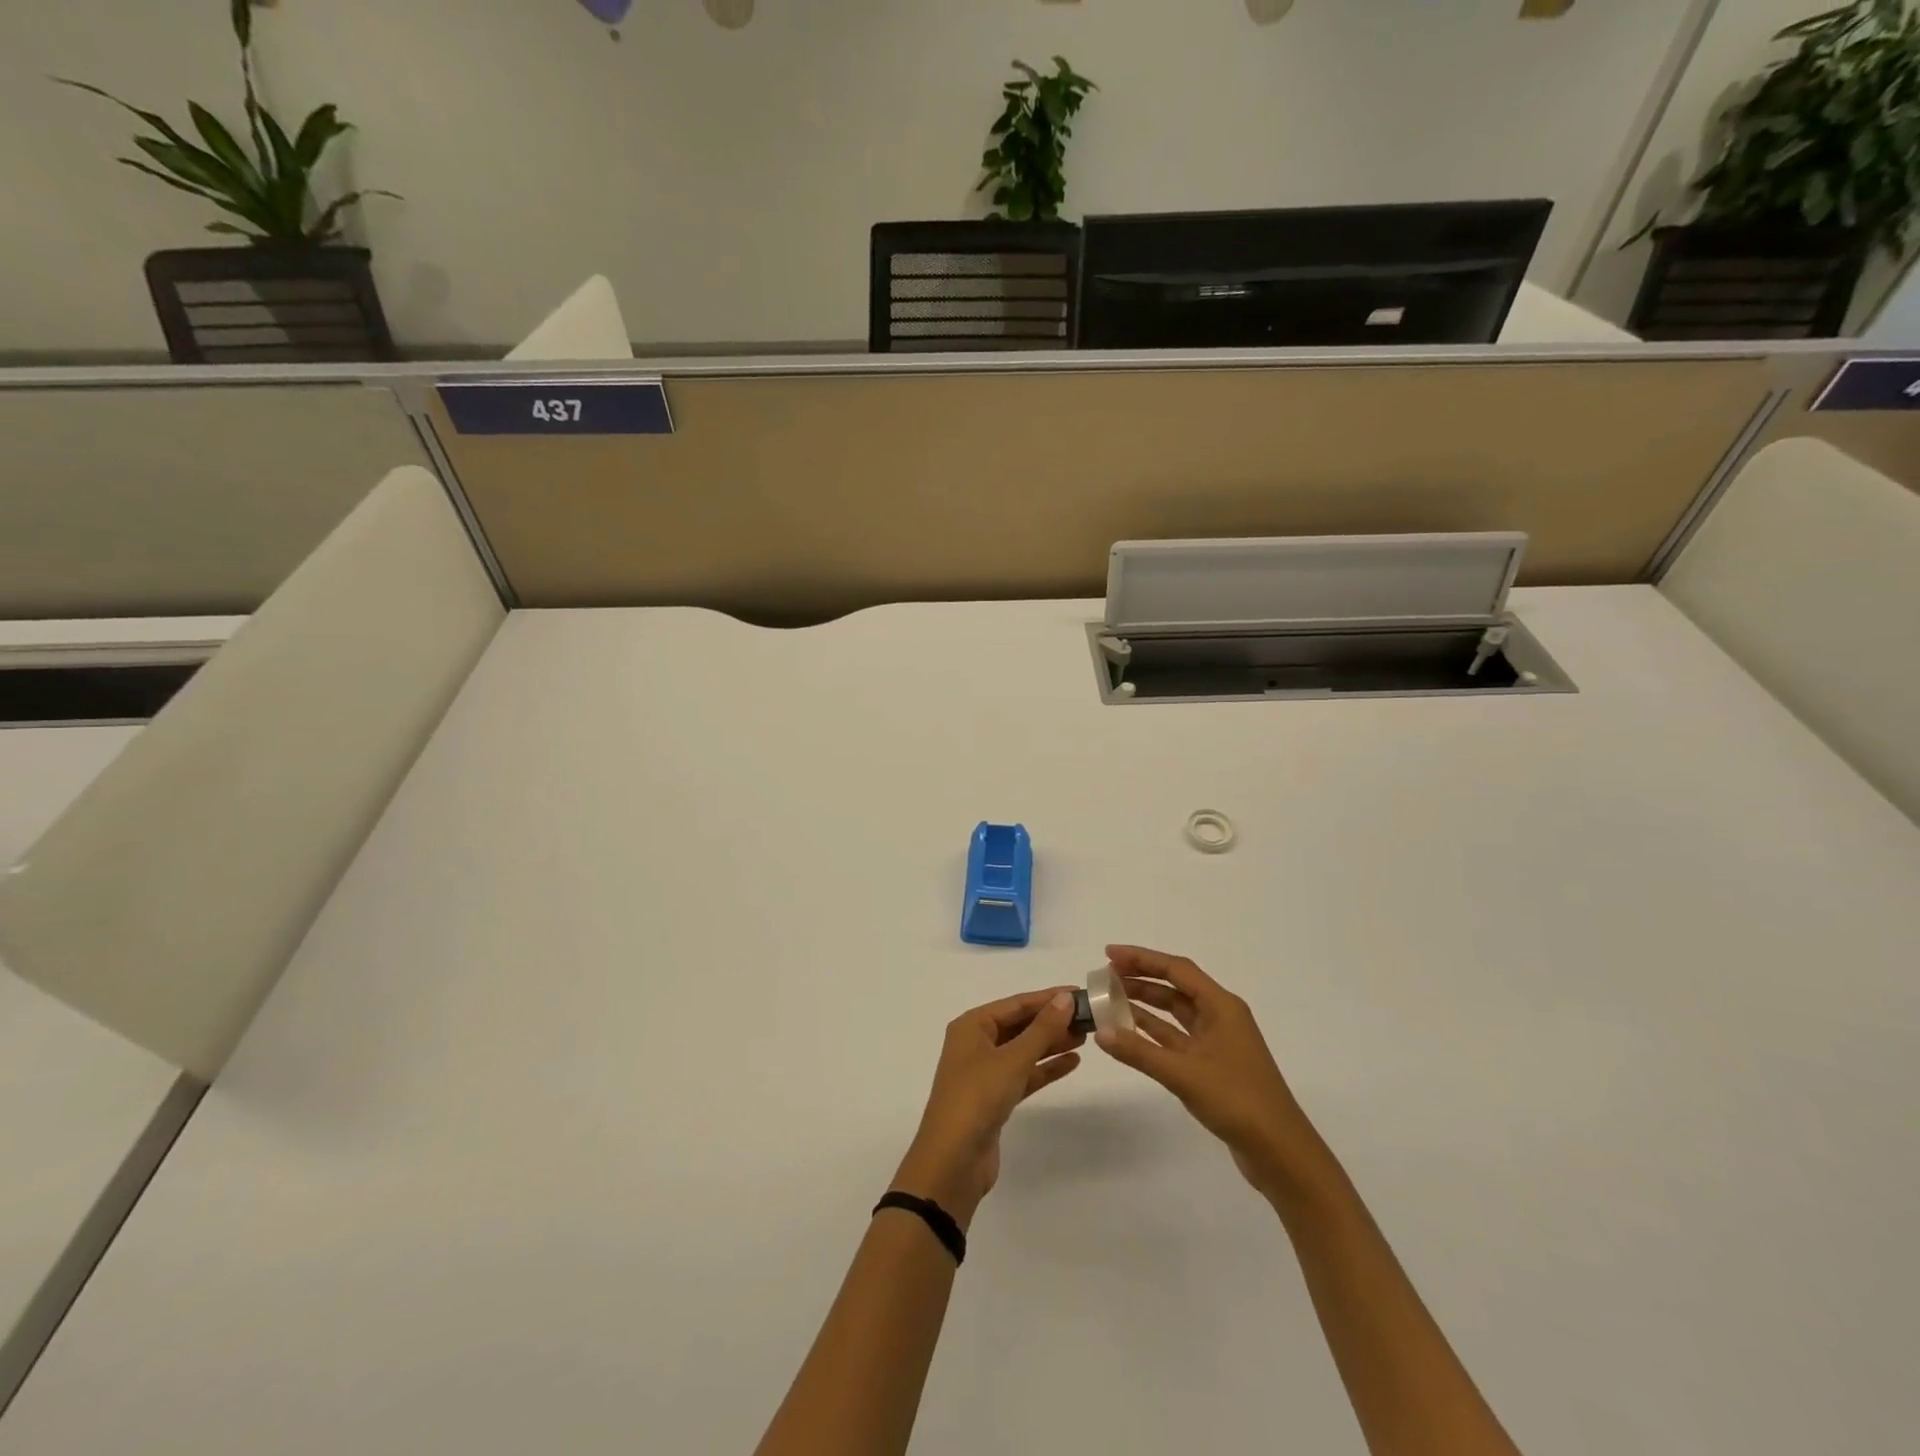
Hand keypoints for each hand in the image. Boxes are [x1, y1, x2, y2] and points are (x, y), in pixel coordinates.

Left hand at [891, 988, 1083, 1228]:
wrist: (953, 1161)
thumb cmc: (978, 1098)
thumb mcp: (1013, 1059)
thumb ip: (1042, 1029)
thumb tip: (1066, 998)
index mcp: (972, 1026)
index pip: (1016, 1004)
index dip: (1048, 997)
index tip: (1080, 992)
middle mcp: (976, 1044)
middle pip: (1019, 1025)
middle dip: (1051, 1020)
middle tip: (1088, 1017)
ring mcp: (984, 1072)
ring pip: (1023, 1050)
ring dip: (1051, 1043)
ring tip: (1085, 1036)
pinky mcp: (994, 1098)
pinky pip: (1024, 1074)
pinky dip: (1045, 1068)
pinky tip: (1072, 1062)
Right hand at [1095, 945, 1335, 1207]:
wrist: (1280, 1152)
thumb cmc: (1237, 1100)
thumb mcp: (1183, 1073)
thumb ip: (1139, 1051)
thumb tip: (1100, 1031)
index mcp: (1222, 1006)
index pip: (1177, 969)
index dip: (1142, 958)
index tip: (1109, 954)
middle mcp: (1220, 1017)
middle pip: (1175, 987)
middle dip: (1140, 979)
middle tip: (1104, 977)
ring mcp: (1217, 1043)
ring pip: (1175, 1014)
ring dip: (1144, 1006)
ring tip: (1109, 1001)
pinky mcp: (1213, 1067)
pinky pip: (1176, 1039)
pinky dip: (1153, 1034)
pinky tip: (1129, 1034)